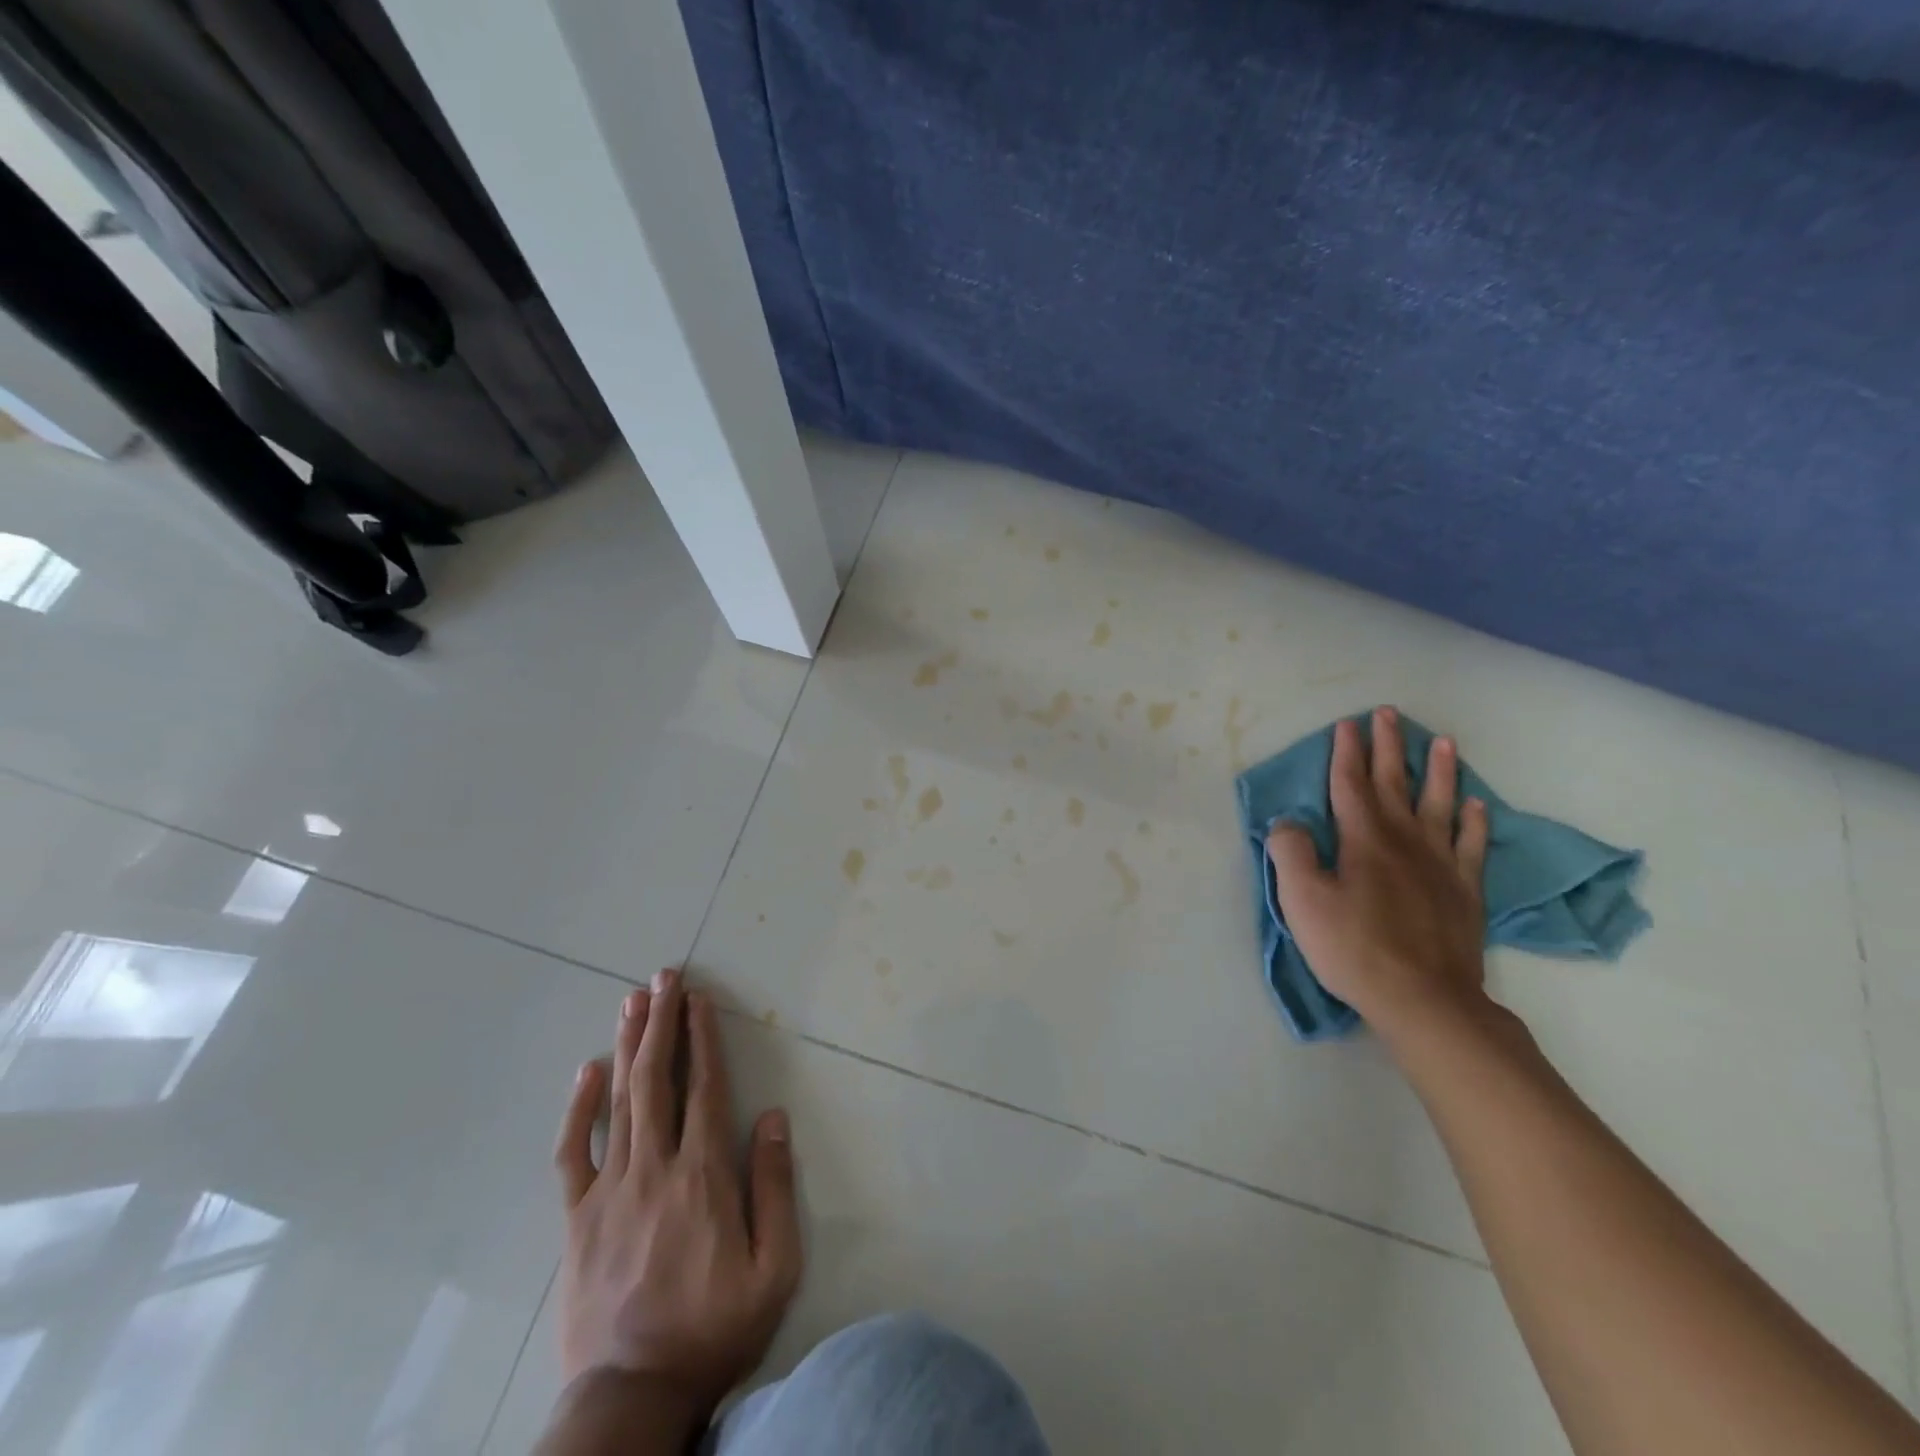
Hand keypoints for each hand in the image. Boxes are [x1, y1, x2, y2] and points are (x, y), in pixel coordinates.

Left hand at [552, 969, 801, 1431]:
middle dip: (662, 1022)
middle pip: (658, 1079)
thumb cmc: (713, 1329)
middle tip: (664, 977)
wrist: (630, 1397)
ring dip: (629, 1046)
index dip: (703, 1038)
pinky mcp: (577, 1218)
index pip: (706, 1087)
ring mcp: (610, 1190)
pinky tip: (586, 1071)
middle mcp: (655, 1167)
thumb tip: (771, 1116)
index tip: (700, 999)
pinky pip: (573, 1152)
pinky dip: (579, 1108)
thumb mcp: (774, 1266)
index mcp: (703, 1175)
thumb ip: (773, 1186)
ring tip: (633, 1001)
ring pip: (620, 1101)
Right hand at [1268, 707, 1491, 1043]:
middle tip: (1388, 714)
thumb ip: (1291, 853)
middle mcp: (1404, 840)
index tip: (1347, 723)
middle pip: (1394, 783)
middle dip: (1388, 747)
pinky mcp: (1465, 891)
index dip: (1346, 752)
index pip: (1350, 784)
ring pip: (1439, 805)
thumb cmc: (1354, 948)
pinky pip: (1472, 846)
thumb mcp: (1302, 900)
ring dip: (1439, 772)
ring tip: (1442, 742)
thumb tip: (1288, 822)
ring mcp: (1440, 864)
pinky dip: (1474, 823)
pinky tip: (1476, 806)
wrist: (1424, 1000)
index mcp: (1362, 839)